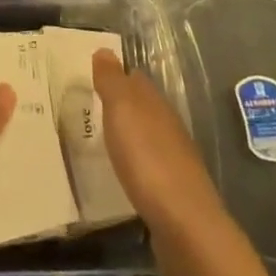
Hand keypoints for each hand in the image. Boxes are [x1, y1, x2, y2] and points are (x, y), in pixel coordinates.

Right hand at [91, 49, 226, 240]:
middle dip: (120, 106)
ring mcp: (174, 160)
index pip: (135, 79)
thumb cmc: (148, 158)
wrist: (185, 225)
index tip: (91, 79)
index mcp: (156, 104)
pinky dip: (135, 164)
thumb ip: (112, 81)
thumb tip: (105, 50)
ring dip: (128, 136)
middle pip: (142, 108)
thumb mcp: (122, 110)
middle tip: (90, 108)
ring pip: (147, 137)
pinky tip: (123, 172)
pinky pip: (149, 167)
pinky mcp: (173, 192)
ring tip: (102, 140)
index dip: (115, 76)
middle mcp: (168, 126)